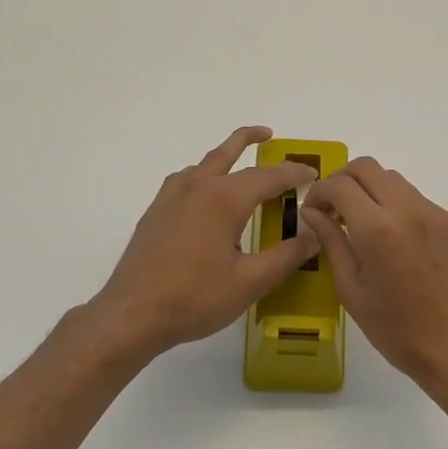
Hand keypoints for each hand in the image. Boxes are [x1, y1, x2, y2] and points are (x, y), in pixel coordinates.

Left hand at [91, 127, 320, 360]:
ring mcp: (170, 198)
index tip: (313, 174)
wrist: (132, 314)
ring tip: (240, 165)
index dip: (293, 174)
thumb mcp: (250, 282)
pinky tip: (205, 198)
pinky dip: (202, 176)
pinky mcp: (155, 213)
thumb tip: (315, 235)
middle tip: (269, 134)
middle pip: (227, 153)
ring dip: (224, 158)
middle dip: (250, 139)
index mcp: (223, 199)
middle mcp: (196, 188)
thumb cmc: (195, 298)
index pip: (268, 176)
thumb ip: (286, 256)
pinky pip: (184, 181)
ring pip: (202, 165)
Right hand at [302, 158, 447, 396]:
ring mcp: (439, 214)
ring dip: (374, 193)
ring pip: (397, 182)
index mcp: (378, 228)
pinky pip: (422, 204)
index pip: (340, 185)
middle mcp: (410, 210)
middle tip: (335, 207)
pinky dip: (402, 212)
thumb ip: (332, 242)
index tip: (314, 210)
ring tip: (367, 226)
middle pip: (369, 167)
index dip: (319, 192)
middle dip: (344, 180)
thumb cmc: (396, 330)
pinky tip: (402, 246)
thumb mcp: (351, 290)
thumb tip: (313, 212)